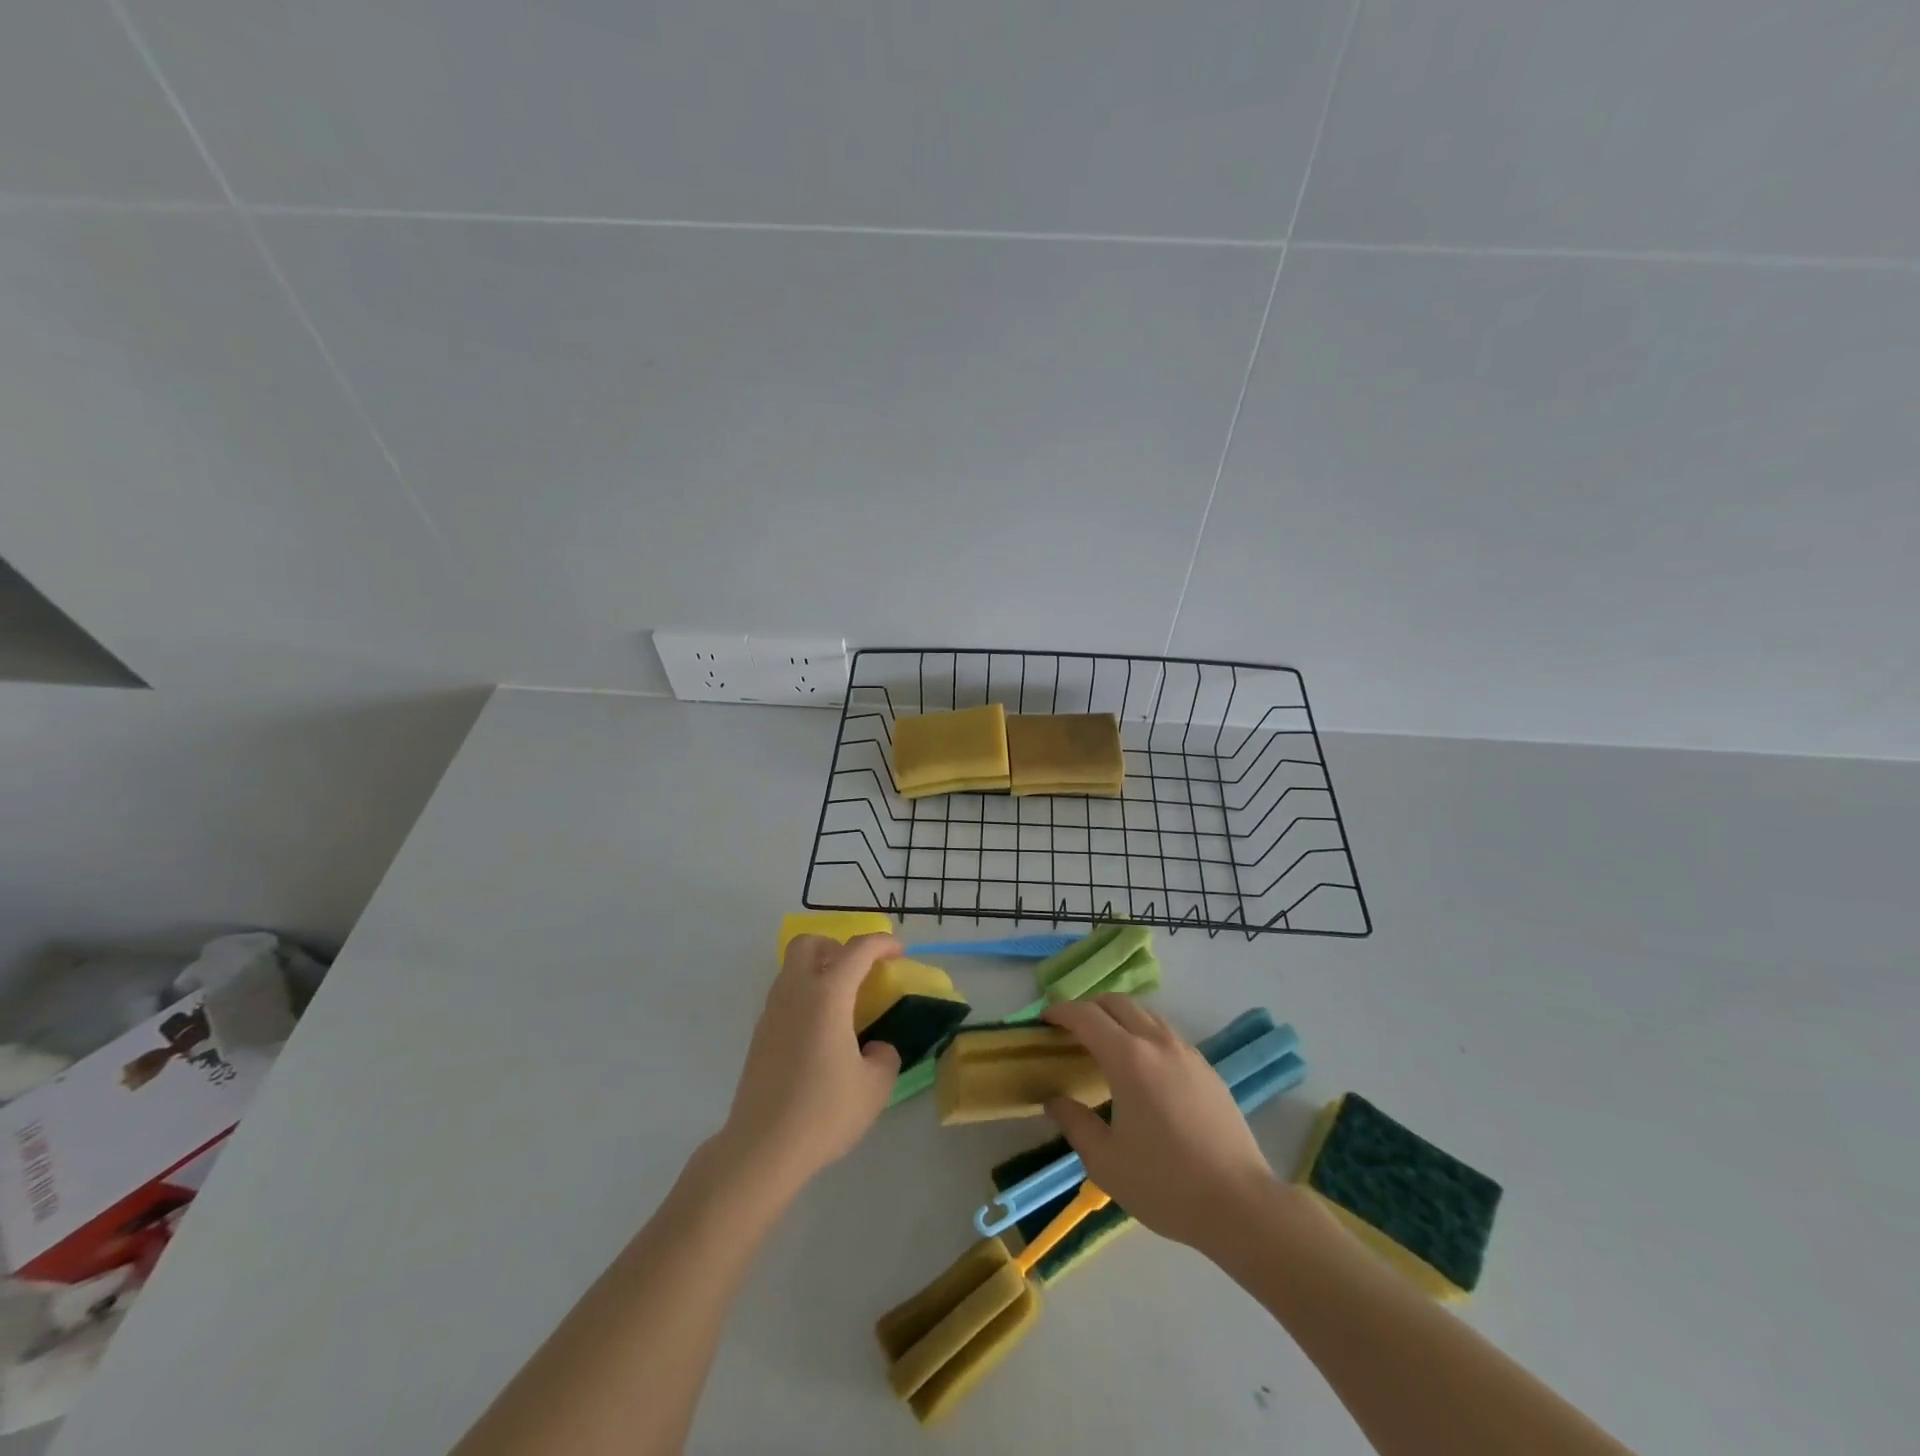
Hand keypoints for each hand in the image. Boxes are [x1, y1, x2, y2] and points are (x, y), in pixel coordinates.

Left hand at [716, 934, 902, 1190]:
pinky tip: (820, 1032)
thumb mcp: (874, 1087)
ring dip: (818, 970)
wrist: (762, 1148)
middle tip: (858, 971)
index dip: (881, 943)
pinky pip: (785, 995)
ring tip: (843, 1004)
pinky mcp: (760, 1035)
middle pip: (809, 943)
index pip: (857, 950)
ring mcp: (772, 1012)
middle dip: (836, 946)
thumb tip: (874, 1049)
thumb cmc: (824, 1112)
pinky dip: (805, 996)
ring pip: (792, 968)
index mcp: (827, 995)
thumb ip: (884, 1057)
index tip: (899, 953)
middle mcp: (795, 993)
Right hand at [1042, 995, 1277, 1251]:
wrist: (1241, 1204)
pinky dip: (1143, 1034)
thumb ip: (1075, 1124)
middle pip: (1117, 1003)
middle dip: (1089, 1007)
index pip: (1087, 1017)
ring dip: (1119, 1017)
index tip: (1045, 1019)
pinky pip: (1166, 1034)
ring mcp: (1187, 1053)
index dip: (1061, 1012)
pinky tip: (1142, 1067)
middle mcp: (1158, 1043)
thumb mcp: (1107, 1162)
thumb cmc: (1166, 1184)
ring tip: (1104, 1043)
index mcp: (1129, 1059)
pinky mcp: (1207, 1069)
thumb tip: (1055, 1101)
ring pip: (1146, 1014)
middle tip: (1070, 1028)